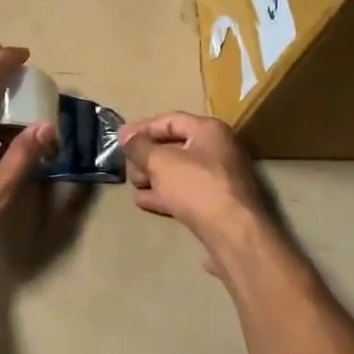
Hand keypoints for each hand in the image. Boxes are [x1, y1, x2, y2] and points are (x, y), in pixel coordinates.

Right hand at [119, 112, 265, 243]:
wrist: (233, 233)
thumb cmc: (196, 187)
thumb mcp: (160, 162)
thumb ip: (139, 147)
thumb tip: (126, 136)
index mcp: (209, 130)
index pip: (170, 120)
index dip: (142, 128)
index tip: (120, 139)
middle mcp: (218, 150)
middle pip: (175, 146)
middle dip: (147, 156)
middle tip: (127, 166)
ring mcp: (220, 179)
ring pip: (179, 171)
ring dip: (153, 177)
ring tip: (134, 185)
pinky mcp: (218, 204)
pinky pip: (186, 192)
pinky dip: (165, 194)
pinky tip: (145, 201)